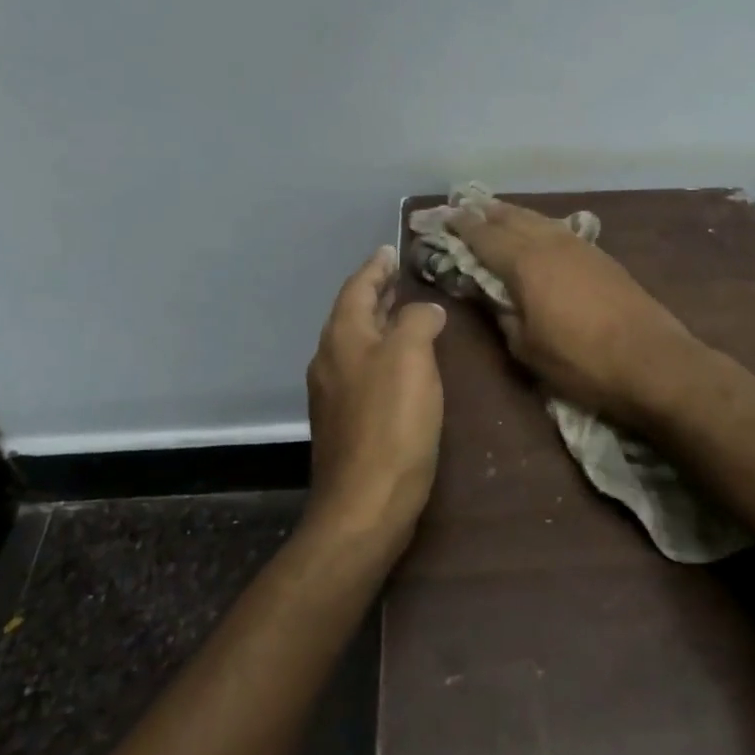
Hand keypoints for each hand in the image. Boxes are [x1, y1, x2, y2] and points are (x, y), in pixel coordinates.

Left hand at [304, 246, 447, 542]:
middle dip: (376, 293)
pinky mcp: (344, 421)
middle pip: (352, 314)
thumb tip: (424, 310)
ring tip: (405, 313)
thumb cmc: (391, 422)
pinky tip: (402, 364)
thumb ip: (418, 322)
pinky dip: (381, 352)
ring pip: (356, 343)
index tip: (390, 250)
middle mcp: (330, 360)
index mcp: (342, 338)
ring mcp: (333, 393)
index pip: (357, 288)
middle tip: (400, 278)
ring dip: (379, 323)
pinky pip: (361, 370)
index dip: (375, 267)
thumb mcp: (412, 358)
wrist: (365, 504)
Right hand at [442, 198, 696, 420]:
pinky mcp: (601, 255)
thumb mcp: (528, 348)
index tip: (444, 219)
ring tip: (495, 212)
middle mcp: (550, 243)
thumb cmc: (581, 361)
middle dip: (485, 213)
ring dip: (513, 214)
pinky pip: (558, 228)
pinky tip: (537, 230)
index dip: (462, 227)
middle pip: (511, 218)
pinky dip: (538, 224)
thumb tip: (492, 295)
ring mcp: (579, 245)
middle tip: (464, 208)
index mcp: (525, 263)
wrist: (652, 361)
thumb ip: (503, 315)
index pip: (484, 237)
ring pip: (538, 218)